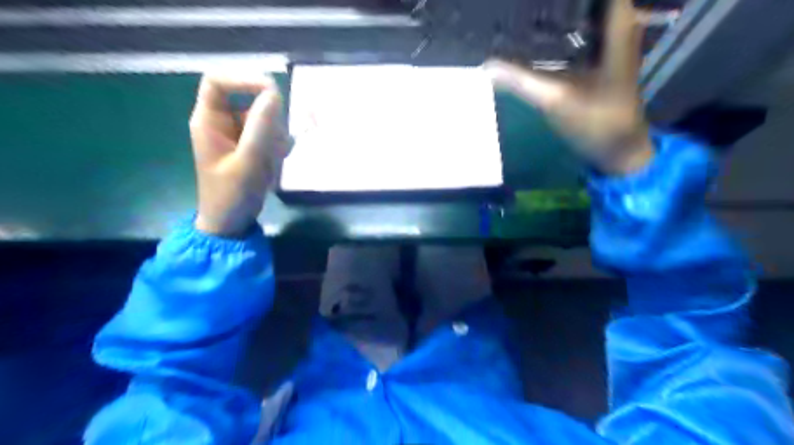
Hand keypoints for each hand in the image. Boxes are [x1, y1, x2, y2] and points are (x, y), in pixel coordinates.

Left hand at [188, 73, 289, 237]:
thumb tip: (274, 94)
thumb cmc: (231, 195)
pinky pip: (269, 133)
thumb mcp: (247, 162)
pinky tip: (278, 160)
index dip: (244, 80)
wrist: (231, 222)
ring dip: (277, 134)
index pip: (218, 82)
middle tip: (279, 141)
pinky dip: (279, 144)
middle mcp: (222, 122)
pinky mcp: (250, 146)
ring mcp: (237, 135)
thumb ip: (261, 128)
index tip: (273, 93)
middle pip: (248, 100)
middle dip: (269, 118)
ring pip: (264, 118)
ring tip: (277, 157)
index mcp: (209, 121)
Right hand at [487, 0, 653, 173]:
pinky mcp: (601, 62)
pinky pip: (582, 34)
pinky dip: (563, 30)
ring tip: (529, 9)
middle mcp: (619, 28)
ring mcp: (611, 46)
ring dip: (563, 11)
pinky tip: (540, 35)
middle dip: (560, 0)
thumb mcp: (556, 99)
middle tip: (523, 1)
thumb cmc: (596, 121)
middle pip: (591, 3)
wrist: (618, 150)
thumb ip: (521, 80)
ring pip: (588, 15)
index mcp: (618, 28)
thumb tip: (487, 66)